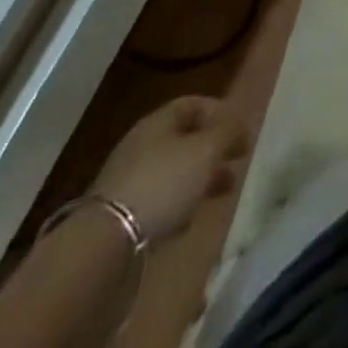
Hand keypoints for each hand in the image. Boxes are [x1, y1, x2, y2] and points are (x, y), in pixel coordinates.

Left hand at [90, 96, 250, 242]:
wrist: (106, 243)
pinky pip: (157, 200)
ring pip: (173, 171)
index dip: (220, 113)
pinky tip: (188, 220)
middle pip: (184, 139)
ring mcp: (127, 180)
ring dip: (198, 179)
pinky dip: (177, 204)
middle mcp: (141, 144)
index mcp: (158, 121)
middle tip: (236, 164)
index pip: (193, 104)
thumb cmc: (164, 182)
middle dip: (213, 151)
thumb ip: (229, 131)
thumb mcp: (207, 150)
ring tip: (220, 193)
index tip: (241, 131)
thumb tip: (241, 123)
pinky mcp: (119, 215)